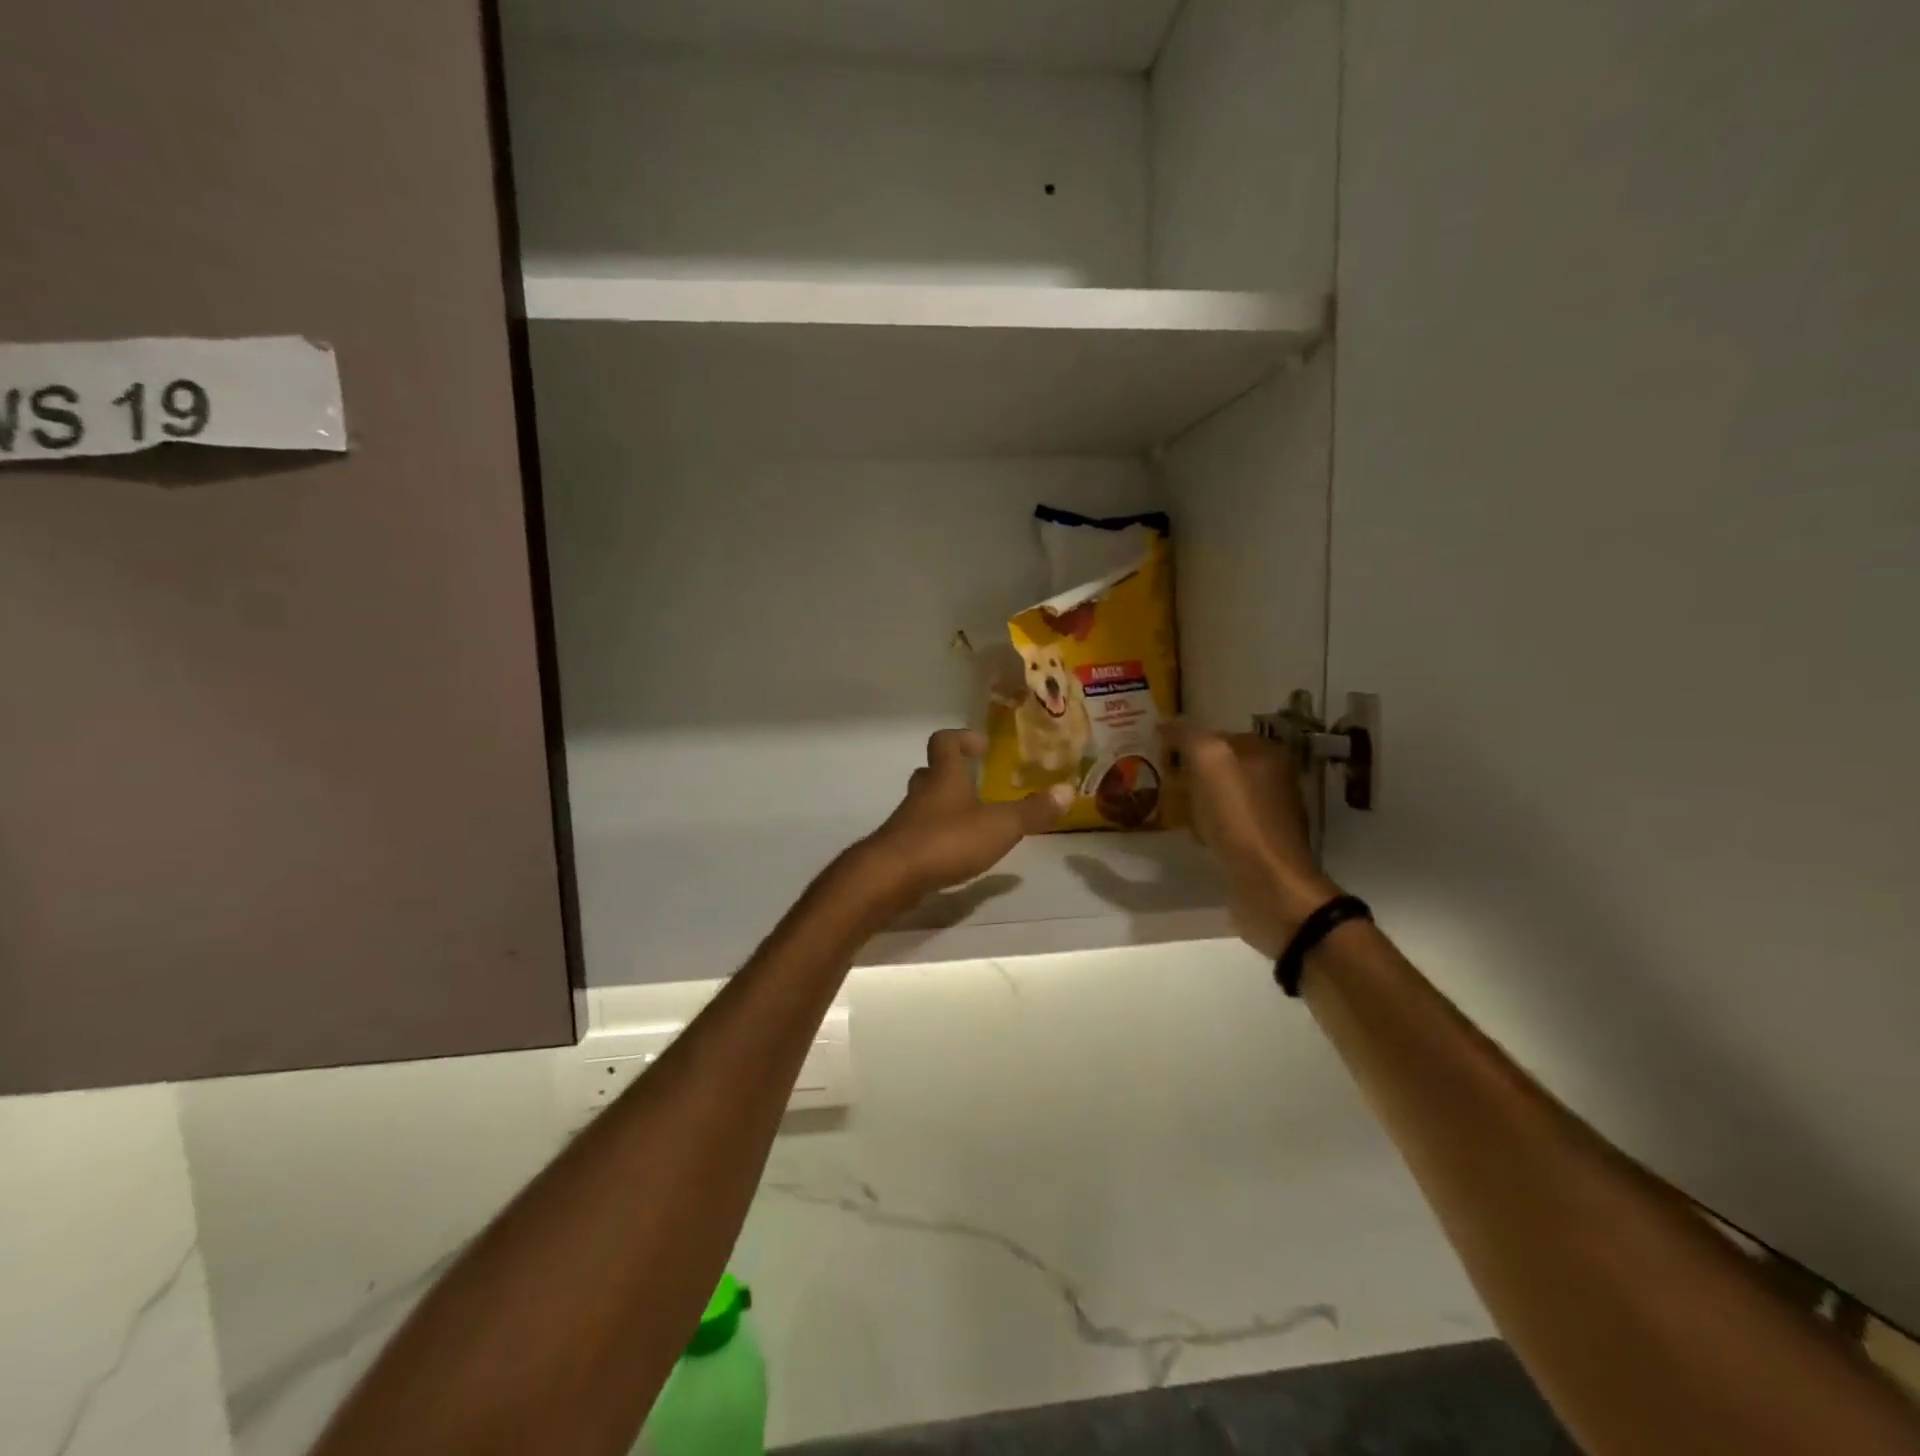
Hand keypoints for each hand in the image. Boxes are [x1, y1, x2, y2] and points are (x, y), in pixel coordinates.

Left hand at [860, 729, 1070, 902]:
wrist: (890, 877)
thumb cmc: (946, 840)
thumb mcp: (999, 826)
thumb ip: (1032, 811)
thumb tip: (1067, 790)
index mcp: (944, 777)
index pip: (945, 742)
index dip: (961, 738)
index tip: (980, 744)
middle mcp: (922, 793)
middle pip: (931, 772)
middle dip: (951, 772)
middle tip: (975, 779)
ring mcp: (907, 821)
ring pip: (924, 803)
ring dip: (944, 805)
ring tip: (971, 818)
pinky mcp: (900, 848)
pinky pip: (920, 832)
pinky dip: (937, 835)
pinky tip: (954, 852)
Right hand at [1162, 721, 1342, 958]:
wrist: (1269, 886)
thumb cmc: (1241, 819)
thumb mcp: (1210, 763)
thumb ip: (1189, 736)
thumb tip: (1165, 722)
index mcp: (1267, 755)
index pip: (1220, 735)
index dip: (1189, 740)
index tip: (1158, 749)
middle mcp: (1274, 780)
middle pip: (1222, 766)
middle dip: (1192, 770)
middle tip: (1159, 776)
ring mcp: (1268, 815)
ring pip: (1223, 796)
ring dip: (1198, 799)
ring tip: (1168, 804)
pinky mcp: (1259, 846)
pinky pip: (1225, 825)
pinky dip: (1206, 826)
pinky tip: (1189, 834)